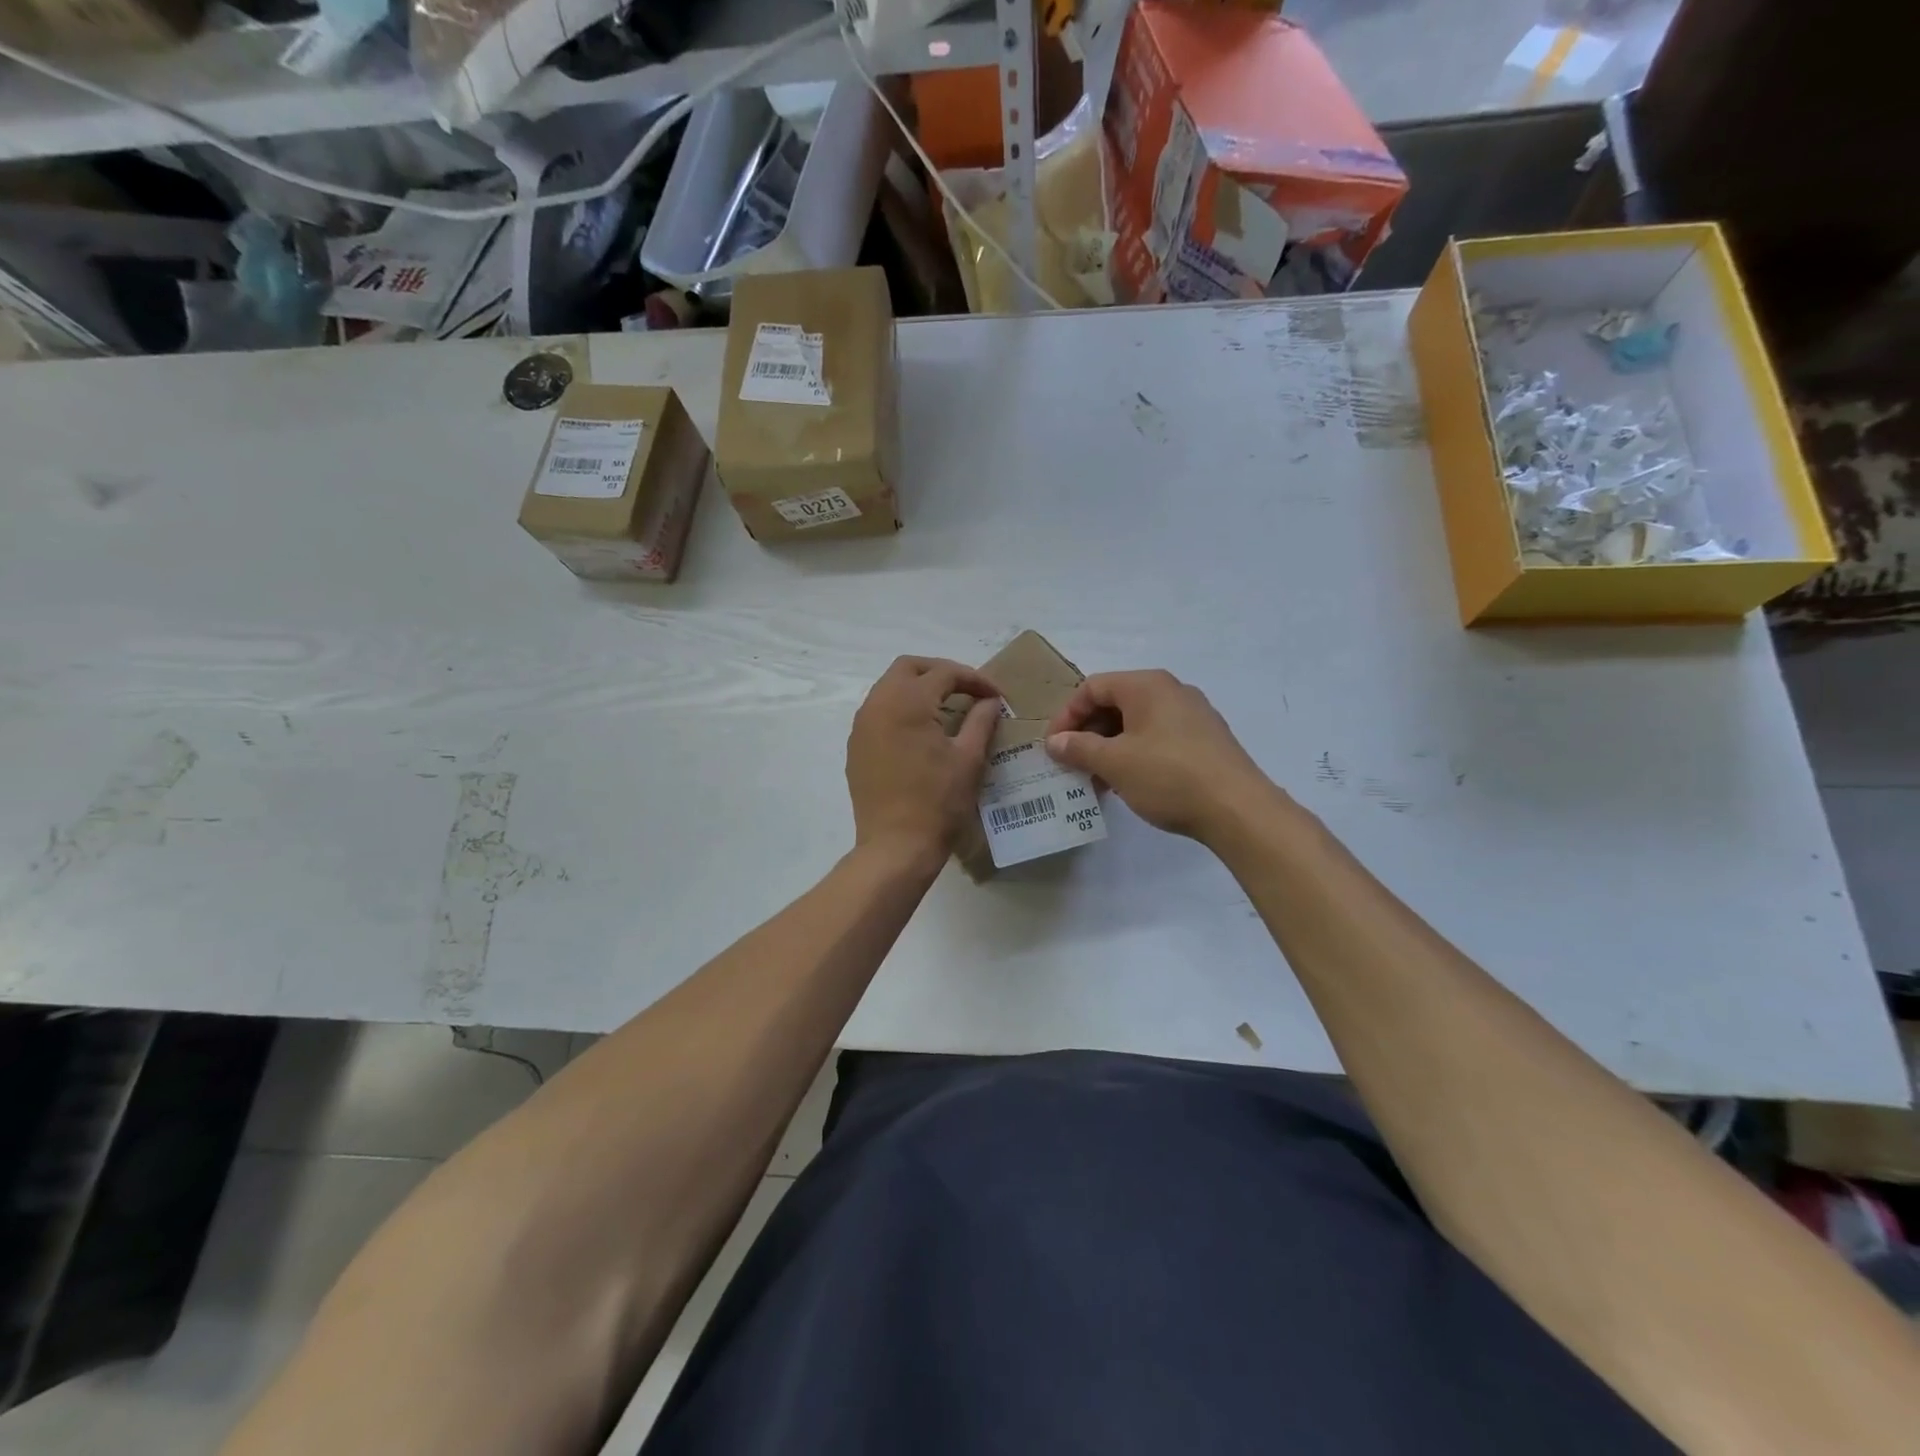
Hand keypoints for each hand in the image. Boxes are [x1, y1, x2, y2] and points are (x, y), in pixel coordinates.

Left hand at [847, 656, 1001, 867]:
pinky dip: (901, 709)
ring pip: (889, 687)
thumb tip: (990, 702)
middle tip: (967, 691)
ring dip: (918, 689)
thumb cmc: (938, 802)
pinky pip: (878, 712)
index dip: (974, 679)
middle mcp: (878, 704)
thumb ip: (981, 721)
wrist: (896, 846)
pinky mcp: (856, 747)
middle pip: (908, 668)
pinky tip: (921, 731)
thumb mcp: (969, 758)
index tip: (995, 696)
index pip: (944, 673)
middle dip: (940, 672)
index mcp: (907, 702)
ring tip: (947, 708)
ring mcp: (862, 726)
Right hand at [1045, 670, 1277, 841]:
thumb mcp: (1115, 763)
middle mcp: (1171, 691)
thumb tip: (1055, 742)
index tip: (1054, 747)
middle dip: (1088, 733)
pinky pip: (1158, 738)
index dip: (1066, 715)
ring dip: (1110, 748)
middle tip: (1072, 764)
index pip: (1092, 687)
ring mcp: (1193, 715)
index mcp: (1147, 685)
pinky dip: (1135, 754)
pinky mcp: (1206, 740)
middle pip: (1115, 703)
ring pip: (1137, 723)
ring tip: (1097, 780)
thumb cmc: (1168, 776)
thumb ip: (1079, 748)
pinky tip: (1129, 784)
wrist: (1237, 808)